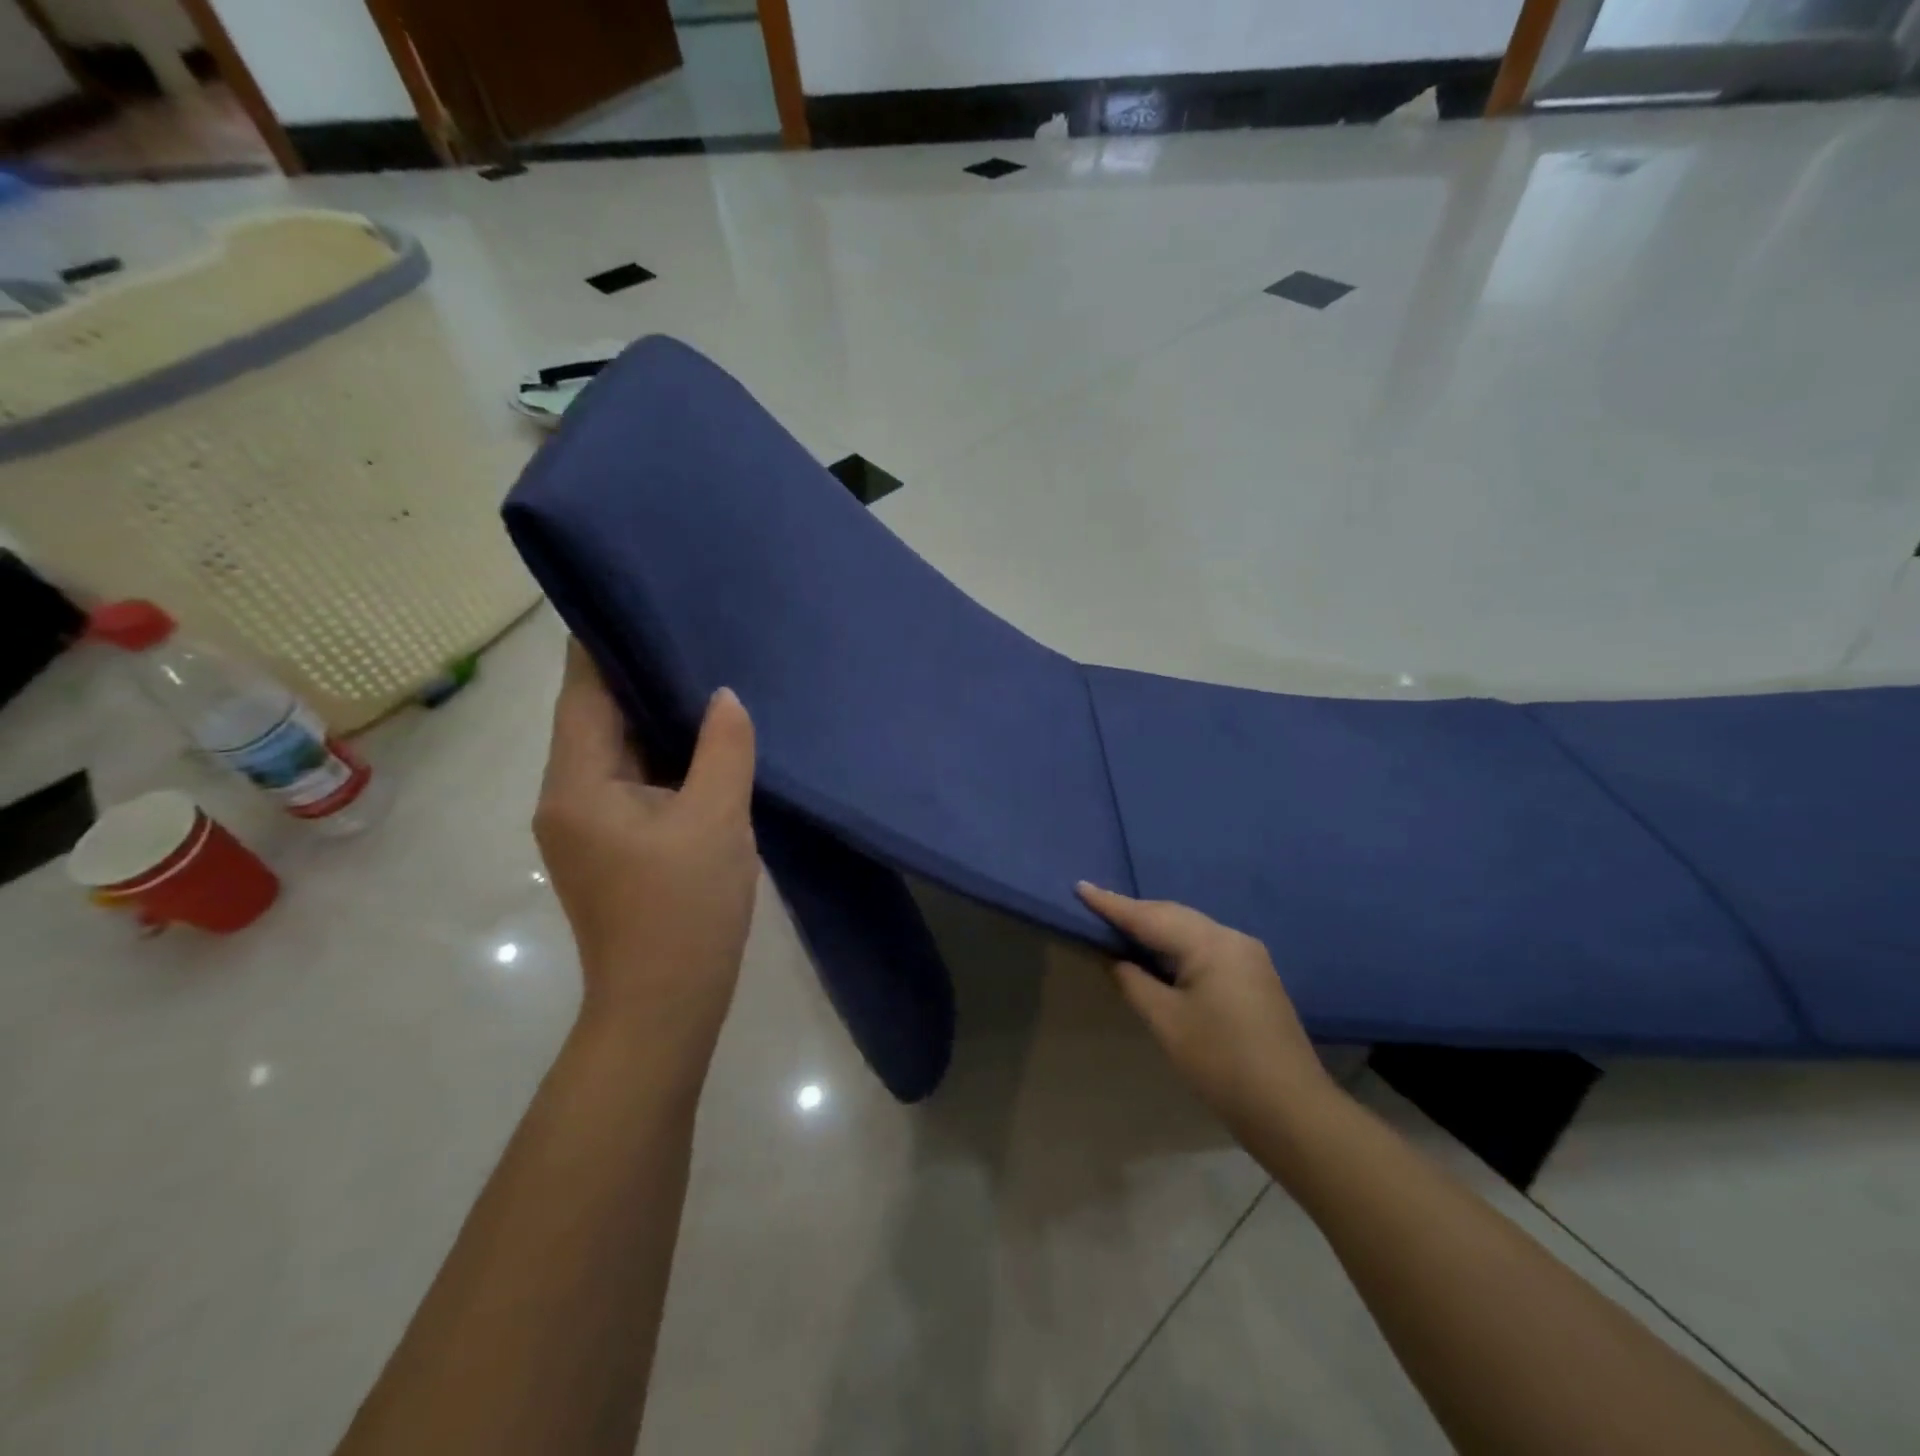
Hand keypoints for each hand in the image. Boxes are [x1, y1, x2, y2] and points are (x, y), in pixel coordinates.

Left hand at [535, 640, 758, 1069]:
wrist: (664, 1005)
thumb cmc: (685, 910)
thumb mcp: (717, 820)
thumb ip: (722, 749)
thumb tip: (723, 696)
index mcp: (578, 783)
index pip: (584, 692)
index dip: (606, 644)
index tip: (641, 599)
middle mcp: (566, 796)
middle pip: (597, 718)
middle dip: (640, 677)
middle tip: (691, 634)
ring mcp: (586, 824)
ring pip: (617, 751)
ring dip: (654, 719)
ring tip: (703, 676)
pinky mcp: (610, 845)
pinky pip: (632, 781)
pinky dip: (661, 756)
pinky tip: (703, 740)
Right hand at [1076, 883, 1333, 1126]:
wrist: (1291, 1110)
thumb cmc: (1221, 1063)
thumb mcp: (1167, 1022)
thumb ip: (1134, 982)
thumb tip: (1116, 959)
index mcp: (1210, 943)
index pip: (1150, 916)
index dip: (1112, 904)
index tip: (1080, 886)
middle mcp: (1232, 938)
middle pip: (1173, 916)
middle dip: (1135, 912)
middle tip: (1096, 906)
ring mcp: (1249, 956)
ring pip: (1191, 929)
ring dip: (1156, 927)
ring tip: (1120, 927)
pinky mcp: (1255, 976)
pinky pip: (1206, 946)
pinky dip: (1176, 944)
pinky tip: (1160, 954)